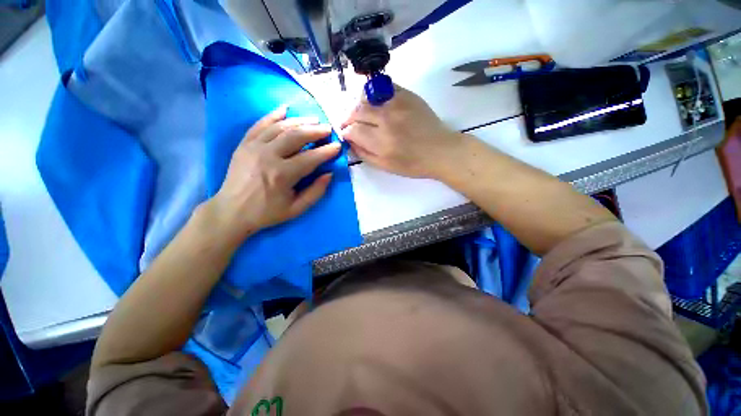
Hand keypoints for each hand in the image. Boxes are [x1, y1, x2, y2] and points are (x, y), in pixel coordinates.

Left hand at [204, 106, 340, 247]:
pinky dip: (273, 115)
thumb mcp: (296, 209)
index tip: (338, 146)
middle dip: (315, 130)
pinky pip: (260, 124)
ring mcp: (254, 147)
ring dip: (300, 121)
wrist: (231, 211)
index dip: (327, 151)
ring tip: (313, 119)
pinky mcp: (244, 144)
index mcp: (282, 175)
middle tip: (328, 128)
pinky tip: (285, 109)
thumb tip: (329, 174)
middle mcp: (268, 156)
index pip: (311, 158)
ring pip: (280, 127)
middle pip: (296, 136)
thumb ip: (316, 192)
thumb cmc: (267, 212)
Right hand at [341, 85, 465, 178]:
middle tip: (350, 125)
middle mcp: (386, 120)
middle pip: (356, 111)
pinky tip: (376, 104)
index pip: (352, 130)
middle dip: (348, 118)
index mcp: (381, 142)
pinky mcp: (407, 95)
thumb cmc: (413, 164)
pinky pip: (382, 88)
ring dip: (359, 106)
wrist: (440, 151)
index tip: (346, 135)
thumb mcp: (386, 166)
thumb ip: (364, 154)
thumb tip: (349, 142)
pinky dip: (374, 95)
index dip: (345, 132)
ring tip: (361, 114)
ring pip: (366, 97)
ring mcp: (397, 104)